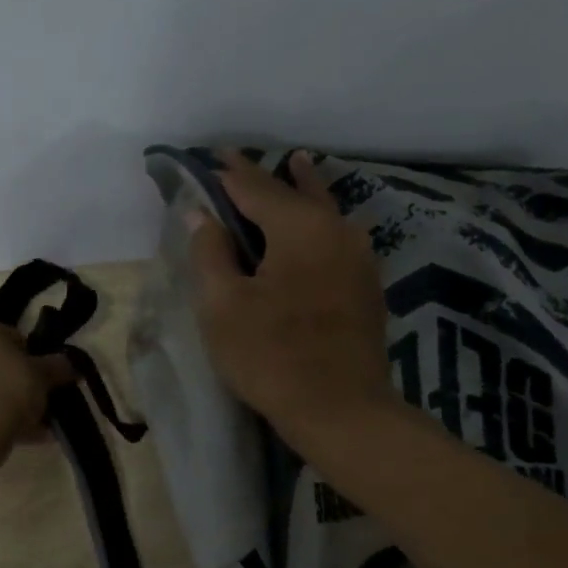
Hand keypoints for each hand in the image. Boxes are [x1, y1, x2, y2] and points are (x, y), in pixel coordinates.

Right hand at [187, 150, 395, 443]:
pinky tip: (316, 224)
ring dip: (302, 190)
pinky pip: (336, 237)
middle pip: (295, 192)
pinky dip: (317, 222)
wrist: (340, 409)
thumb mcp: (222, 305)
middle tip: (239, 161)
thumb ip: (210, 252)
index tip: (208, 158)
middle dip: (265, 177)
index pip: (255, 187)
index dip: (227, 174)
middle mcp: (337, 229)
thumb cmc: (271, 355)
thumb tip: (201, 214)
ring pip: (324, 211)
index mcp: (300, 227)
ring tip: (295, 166)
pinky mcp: (367, 284)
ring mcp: (359, 257)